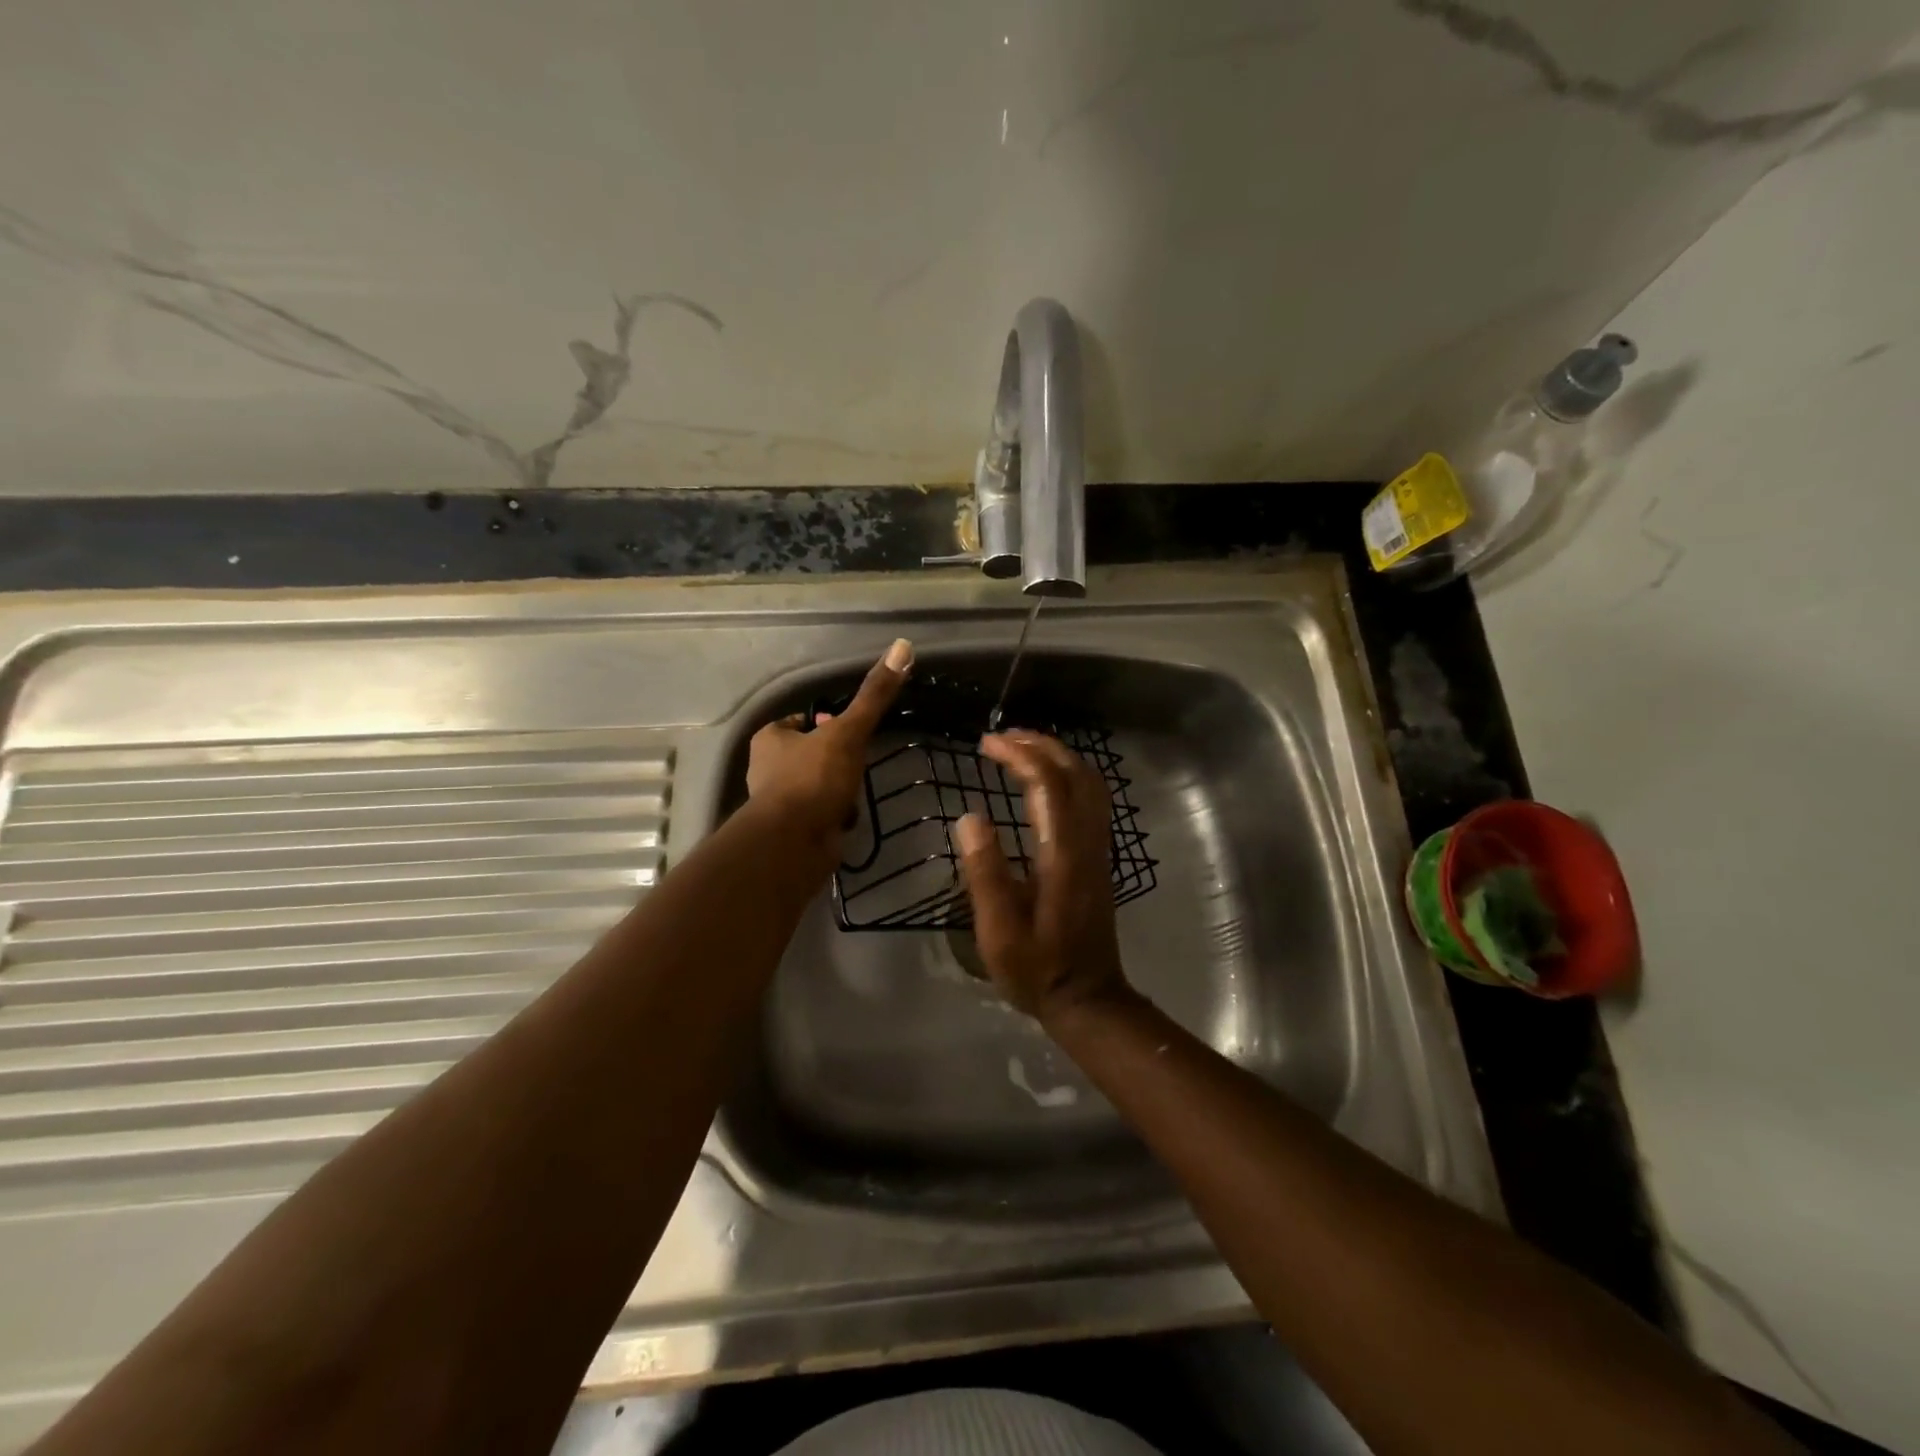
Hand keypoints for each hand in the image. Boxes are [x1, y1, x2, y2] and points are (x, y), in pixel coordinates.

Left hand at [746, 639, 911, 859]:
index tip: (849, 729)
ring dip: (837, 789)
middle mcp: (767, 769)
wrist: (795, 843)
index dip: (825, 723)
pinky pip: (818, 814)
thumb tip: (902, 646)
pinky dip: (834, 815)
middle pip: (809, 754)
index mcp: (770, 739)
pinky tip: (849, 819)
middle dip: (834, 760)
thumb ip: (873, 695)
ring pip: (815, 786)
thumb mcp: (848, 732)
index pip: (799, 722)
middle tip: (858, 762)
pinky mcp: (791, 831)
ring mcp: (777, 803)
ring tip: (856, 792)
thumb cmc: (814, 779)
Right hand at [956, 731, 1132, 1025]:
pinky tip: (1046, 781)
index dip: (1019, 755)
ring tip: (1022, 749)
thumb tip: (969, 817)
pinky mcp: (1100, 857)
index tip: (986, 743)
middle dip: (1041, 745)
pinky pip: (1093, 798)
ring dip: (1059, 757)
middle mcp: (1088, 842)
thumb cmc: (1037, 968)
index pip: (1048, 784)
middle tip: (1003, 737)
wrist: (1088, 997)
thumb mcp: (998, 931)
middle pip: (1076, 773)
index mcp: (1062, 855)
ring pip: (1091, 783)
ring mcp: (1099, 848)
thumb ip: (985, 873)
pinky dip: (1070, 775)